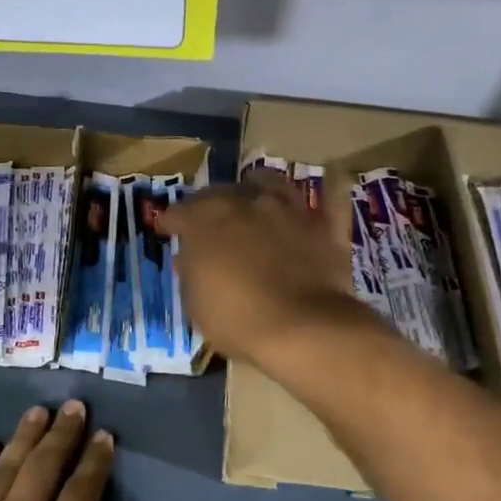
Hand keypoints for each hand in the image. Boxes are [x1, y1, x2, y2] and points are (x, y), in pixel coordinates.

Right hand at [156, 176, 365, 368]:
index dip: (170, 221)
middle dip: (209, 203)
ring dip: (259, 184)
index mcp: (206, 221)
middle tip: (205, 217)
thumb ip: (192, 273)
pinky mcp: (324, 227)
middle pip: (222, 192)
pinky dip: (333, 184)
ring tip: (255, 186)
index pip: (179, 212)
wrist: (303, 328)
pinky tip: (334, 173)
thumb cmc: (237, 319)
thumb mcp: (196, 304)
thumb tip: (189, 258)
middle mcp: (246, 203)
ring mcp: (289, 211)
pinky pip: (333, 198)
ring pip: (271, 182)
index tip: (166, 229)